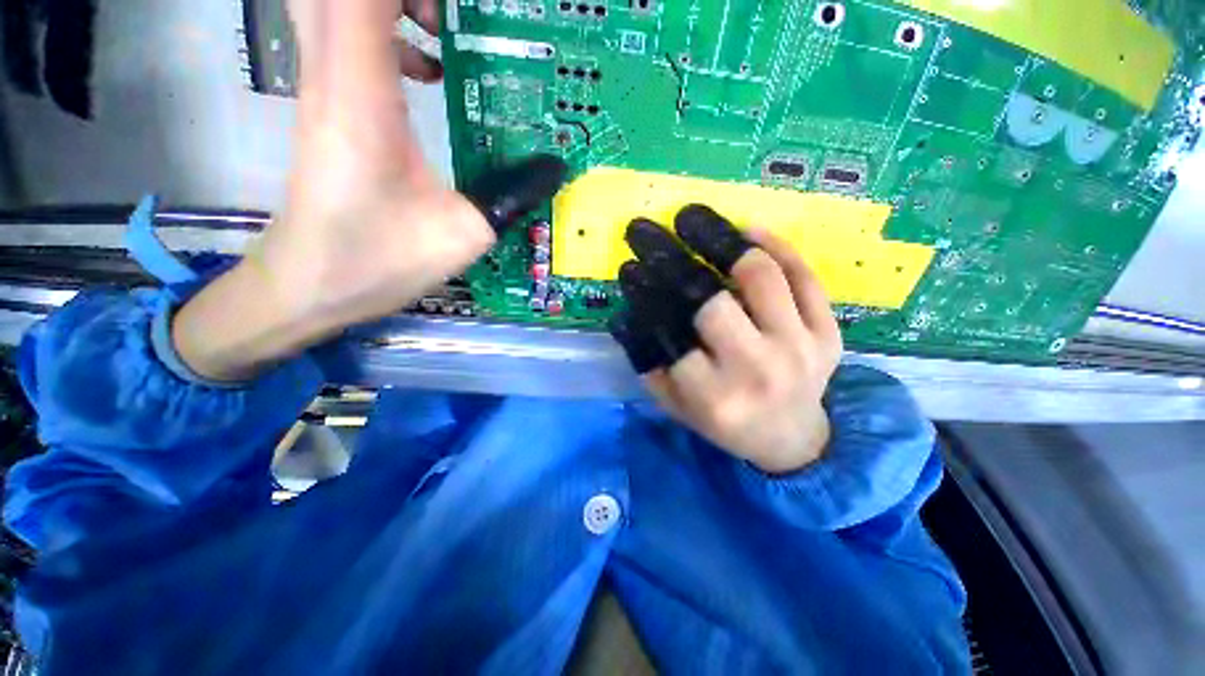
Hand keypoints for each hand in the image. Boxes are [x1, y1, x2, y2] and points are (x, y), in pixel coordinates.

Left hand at [173, 0, 563, 380]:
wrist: (311, 283)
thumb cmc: (379, 260)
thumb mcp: (463, 234)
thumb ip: (511, 196)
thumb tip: (554, 168)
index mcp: (362, 99)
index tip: (462, 11)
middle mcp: (332, 76)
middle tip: (452, 17)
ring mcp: (321, 87)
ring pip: (333, 4)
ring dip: (390, 5)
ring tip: (444, 30)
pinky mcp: (325, 103)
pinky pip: (342, 34)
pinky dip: (384, 30)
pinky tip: (426, 71)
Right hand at [610, 206, 842, 474]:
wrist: (791, 438)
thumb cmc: (725, 423)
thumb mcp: (676, 405)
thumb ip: (649, 363)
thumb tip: (629, 312)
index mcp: (716, 396)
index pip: (672, 335)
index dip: (647, 295)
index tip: (631, 266)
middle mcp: (759, 369)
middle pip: (713, 302)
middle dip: (675, 260)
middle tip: (651, 234)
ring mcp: (802, 348)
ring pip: (761, 277)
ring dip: (720, 240)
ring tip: (693, 221)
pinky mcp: (829, 333)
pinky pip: (805, 277)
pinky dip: (775, 245)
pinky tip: (746, 230)